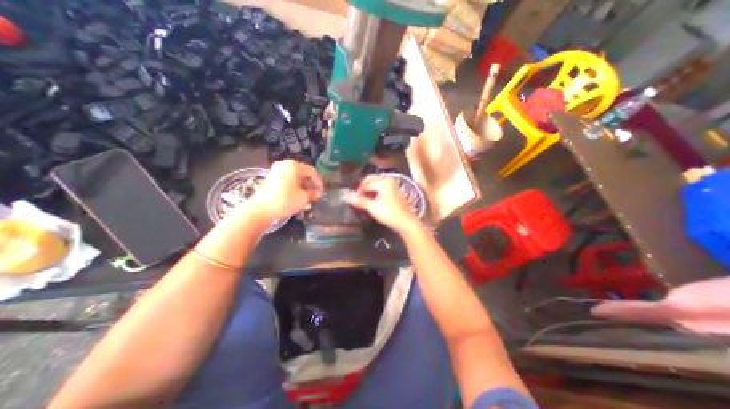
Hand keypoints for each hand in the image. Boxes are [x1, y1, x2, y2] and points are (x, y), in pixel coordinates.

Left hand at [248, 159, 321, 222]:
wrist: (261, 209)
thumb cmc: (285, 200)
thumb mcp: (304, 198)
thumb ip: (313, 194)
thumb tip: (317, 193)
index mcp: (294, 166)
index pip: (312, 172)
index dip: (319, 182)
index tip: (321, 192)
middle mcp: (285, 165)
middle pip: (303, 175)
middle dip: (310, 187)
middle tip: (314, 197)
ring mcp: (276, 171)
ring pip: (295, 180)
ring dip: (302, 190)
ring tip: (306, 202)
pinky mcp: (270, 179)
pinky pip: (287, 182)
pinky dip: (293, 190)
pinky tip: (297, 201)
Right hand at [347, 174, 422, 235]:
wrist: (406, 222)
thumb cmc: (389, 214)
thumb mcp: (372, 207)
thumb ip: (359, 200)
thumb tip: (346, 195)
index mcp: (384, 181)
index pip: (366, 183)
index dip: (358, 191)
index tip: (353, 199)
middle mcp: (389, 180)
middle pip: (371, 180)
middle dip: (363, 187)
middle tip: (357, 197)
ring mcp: (393, 185)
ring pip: (376, 183)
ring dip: (369, 189)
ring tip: (363, 199)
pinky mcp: (395, 191)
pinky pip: (381, 187)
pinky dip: (375, 191)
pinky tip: (372, 199)